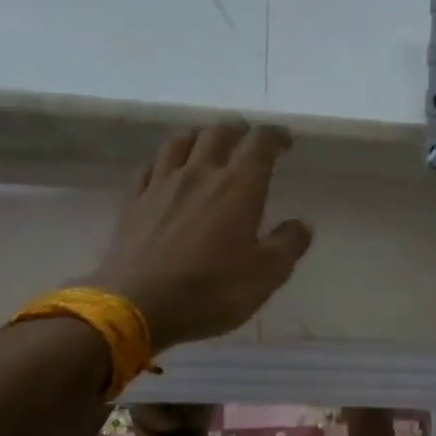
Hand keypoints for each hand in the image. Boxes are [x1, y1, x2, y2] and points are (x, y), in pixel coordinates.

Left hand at [88, 123, 313, 351]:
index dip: (275, 136)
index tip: (285, 142)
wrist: (138, 304)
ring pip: (180, 142)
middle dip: (237, 130)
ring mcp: (161, 185)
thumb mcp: (265, 276)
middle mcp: (199, 173)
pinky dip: (164, 163)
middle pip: (218, 133)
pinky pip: (149, 168)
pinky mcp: (133, 202)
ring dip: (199, 137)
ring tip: (206, 146)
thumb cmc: (211, 290)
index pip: (260, 143)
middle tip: (246, 139)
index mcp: (238, 187)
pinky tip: (166, 173)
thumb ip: (288, 245)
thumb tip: (302, 224)